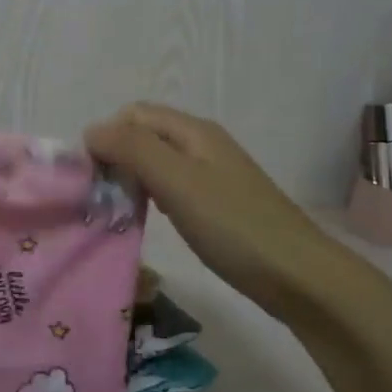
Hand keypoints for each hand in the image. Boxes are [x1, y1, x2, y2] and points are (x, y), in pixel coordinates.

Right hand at [84, 102, 366, 324]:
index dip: (107, 136)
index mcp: (193, 131)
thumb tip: (91, 130)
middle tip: (101, 196)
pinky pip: (171, 186)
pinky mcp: (216, 203)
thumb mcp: (177, 182)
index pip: (133, 114)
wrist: (299, 276)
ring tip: (118, 209)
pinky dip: (151, 195)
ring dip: (131, 177)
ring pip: (156, 162)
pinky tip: (149, 219)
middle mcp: (201, 144)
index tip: (92, 176)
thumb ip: (133, 149)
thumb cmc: (234, 226)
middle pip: (144, 135)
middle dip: (116, 157)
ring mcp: (211, 174)